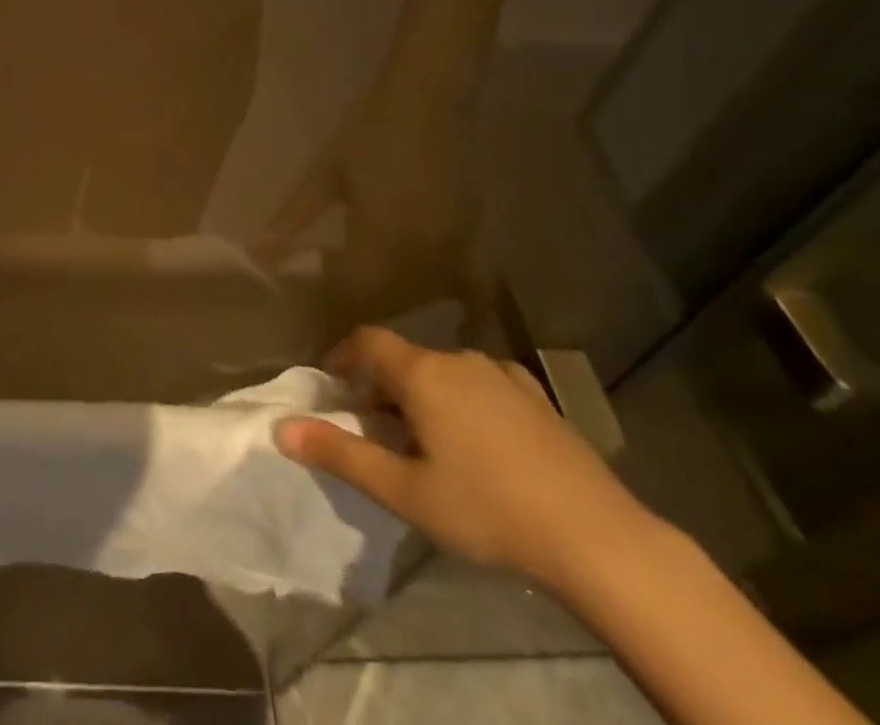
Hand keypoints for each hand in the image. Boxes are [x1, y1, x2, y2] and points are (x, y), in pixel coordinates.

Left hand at [261, 86, 488, 332]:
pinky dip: (464, 309)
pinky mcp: (474, 240)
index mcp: (380, 240)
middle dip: (353, 312)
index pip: (349, 295)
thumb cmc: (367, 131)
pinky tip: (459, 327)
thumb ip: (292, 220)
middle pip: (384, 304)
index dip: (327, 312)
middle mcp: (422, 257)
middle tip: (326, 310)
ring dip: (390, 306)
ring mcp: (454, 251)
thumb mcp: (323, 175)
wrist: (424, 100)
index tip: (305, 321)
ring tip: (359, 302)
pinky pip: (473, 288)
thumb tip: (258, 255)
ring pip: (418, 299)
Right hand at [275, 328, 655, 592]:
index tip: (332, 384)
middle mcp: (459, 360)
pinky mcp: (536, 398)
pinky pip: (482, 386)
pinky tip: (477, 445)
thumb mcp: (404, 492)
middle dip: (381, 387)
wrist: (598, 538)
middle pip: (405, 360)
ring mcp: (503, 376)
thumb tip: (281, 428)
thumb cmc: (487, 510)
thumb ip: (340, 455)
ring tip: (424, 442)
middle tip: (374, 430)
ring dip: (422, 396)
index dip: (343, 356)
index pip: (368, 342)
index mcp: (423, 374)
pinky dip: (462, 402)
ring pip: (444, 373)